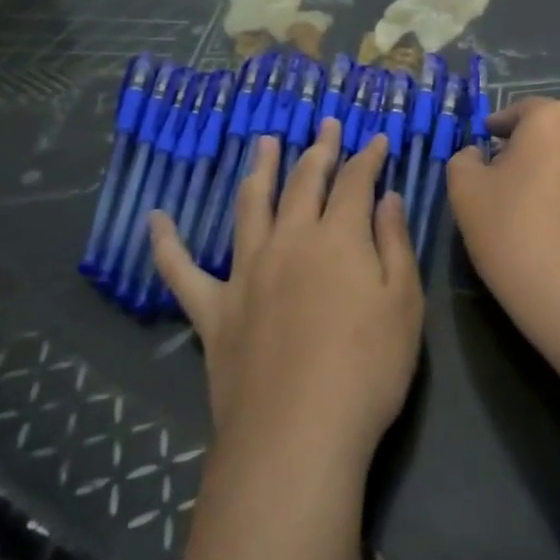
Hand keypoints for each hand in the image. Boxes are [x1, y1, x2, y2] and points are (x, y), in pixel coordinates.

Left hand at [150, 122, 424, 468]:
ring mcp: (246, 272)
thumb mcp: (404, 303)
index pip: (356, 182)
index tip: (376, 139)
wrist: (296, 434)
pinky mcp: (213, 310)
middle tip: (324, 125)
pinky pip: (182, 271)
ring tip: (265, 143)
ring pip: (251, 207)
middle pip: (304, 183)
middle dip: (318, 150)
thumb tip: (388, 197)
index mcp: (339, 237)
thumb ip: (394, 244)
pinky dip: (167, 244)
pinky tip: (156, 220)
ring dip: (260, 171)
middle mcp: (290, 241)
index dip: (368, 158)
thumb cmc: (367, 369)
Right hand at [445, 98, 559, 341]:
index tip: (485, 147)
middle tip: (508, 175)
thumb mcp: (465, 190)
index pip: (520, 111)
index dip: (498, 128)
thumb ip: (465, 158)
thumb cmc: (513, 232)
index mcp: (554, 117)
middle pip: (555, 128)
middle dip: (532, 145)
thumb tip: (480, 154)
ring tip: (540, 198)